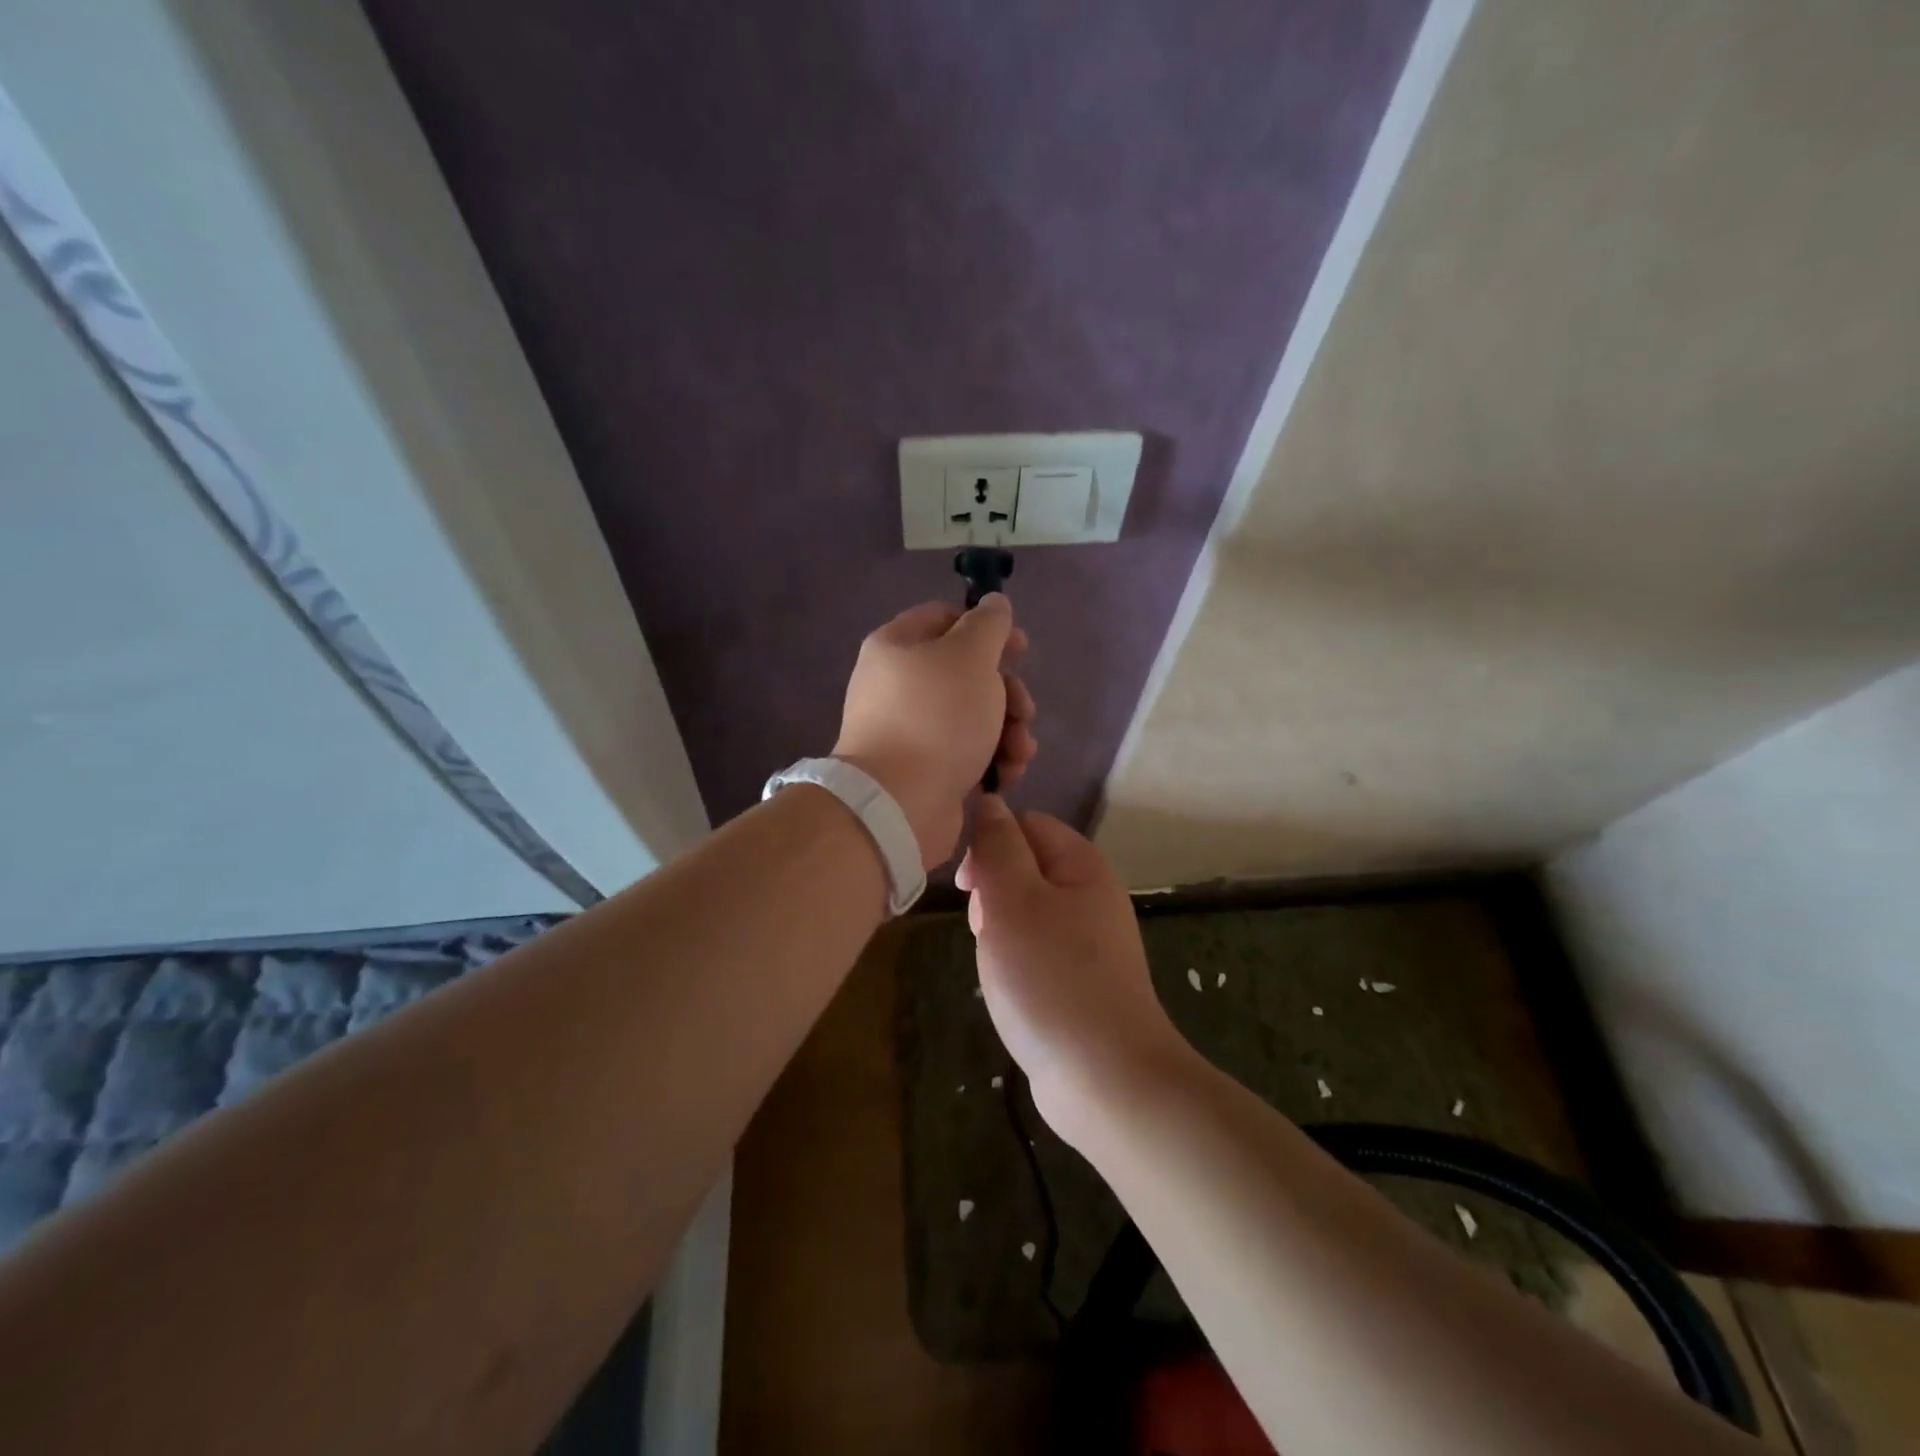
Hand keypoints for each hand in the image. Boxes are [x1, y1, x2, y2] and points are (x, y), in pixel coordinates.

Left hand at [833, 597, 1036, 867]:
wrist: (900, 804)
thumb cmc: (937, 718)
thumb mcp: (971, 657)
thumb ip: (989, 625)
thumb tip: (995, 603)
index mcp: (897, 646)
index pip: (945, 618)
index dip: (988, 629)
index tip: (1020, 649)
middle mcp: (897, 685)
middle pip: (965, 673)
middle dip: (1007, 692)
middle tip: (1025, 711)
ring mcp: (908, 730)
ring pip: (972, 716)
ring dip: (1008, 731)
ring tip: (1020, 752)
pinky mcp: (923, 769)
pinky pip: (965, 752)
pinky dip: (991, 759)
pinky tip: (1008, 774)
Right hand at [956, 797, 1190, 1144]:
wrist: (1105, 1079)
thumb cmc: (1050, 978)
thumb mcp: (1012, 900)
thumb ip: (998, 846)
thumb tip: (990, 802)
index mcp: (1082, 864)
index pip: (1027, 824)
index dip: (991, 844)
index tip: (969, 886)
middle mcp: (1092, 894)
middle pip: (1026, 867)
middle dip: (993, 892)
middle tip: (985, 931)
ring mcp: (1091, 940)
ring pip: (1026, 911)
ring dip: (1000, 930)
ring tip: (996, 965)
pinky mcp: (1083, 979)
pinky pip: (1037, 950)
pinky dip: (1016, 963)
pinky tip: (1011, 990)